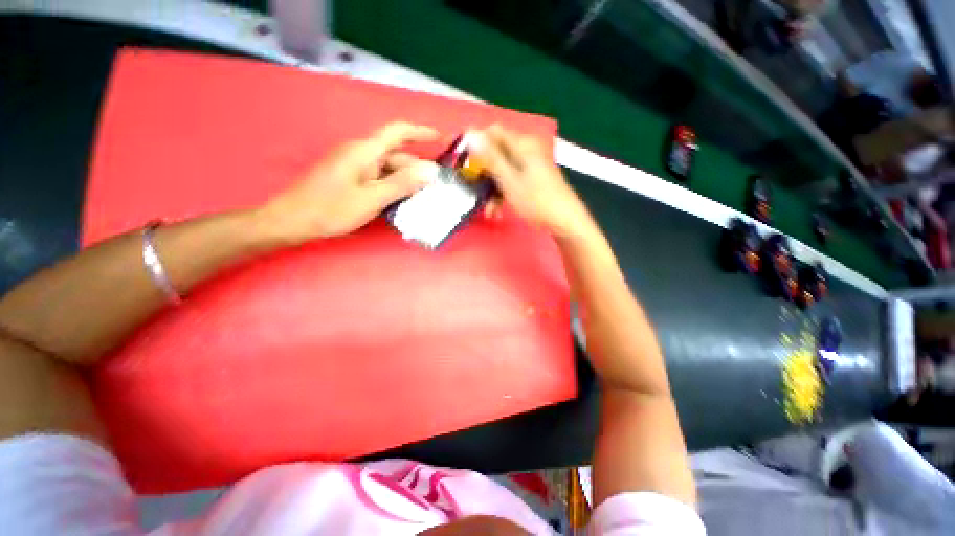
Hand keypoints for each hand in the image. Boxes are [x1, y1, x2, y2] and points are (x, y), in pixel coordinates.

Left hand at [257, 122, 439, 243]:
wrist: (293, 220)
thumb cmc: (332, 209)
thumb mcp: (372, 198)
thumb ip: (402, 183)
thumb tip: (431, 170)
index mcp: (365, 151)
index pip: (398, 132)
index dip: (421, 132)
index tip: (441, 139)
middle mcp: (361, 154)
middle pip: (395, 155)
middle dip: (417, 168)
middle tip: (436, 186)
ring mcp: (354, 166)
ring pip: (388, 168)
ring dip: (406, 180)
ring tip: (424, 197)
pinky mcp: (350, 178)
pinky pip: (378, 177)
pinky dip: (393, 186)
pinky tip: (402, 201)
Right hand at [472, 125, 595, 240]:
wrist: (565, 220)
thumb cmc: (536, 201)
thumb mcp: (509, 180)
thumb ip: (490, 158)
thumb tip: (471, 133)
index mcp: (522, 145)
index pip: (493, 132)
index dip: (477, 145)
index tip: (466, 164)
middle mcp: (527, 151)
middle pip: (497, 155)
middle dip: (485, 175)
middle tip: (475, 192)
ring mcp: (531, 166)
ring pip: (504, 171)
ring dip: (493, 190)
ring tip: (489, 211)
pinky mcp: (534, 179)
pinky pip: (513, 181)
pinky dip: (504, 194)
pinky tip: (499, 211)